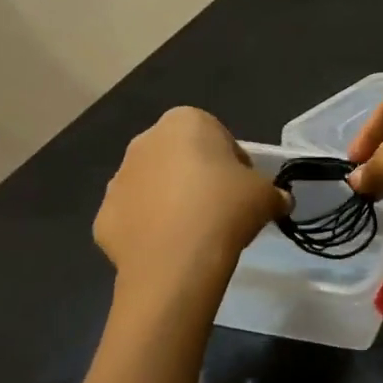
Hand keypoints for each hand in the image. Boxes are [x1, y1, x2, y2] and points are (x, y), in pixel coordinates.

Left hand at [94, 107, 284, 279]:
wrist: (176, 260)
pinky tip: (172, 250)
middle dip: (198, 179)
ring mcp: (118, 179)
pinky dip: (151, 230)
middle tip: (222, 211)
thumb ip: (274, 192)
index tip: (244, 191)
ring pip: (154, 187)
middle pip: (181, 158)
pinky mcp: (103, 216)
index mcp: (185, 122)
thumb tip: (279, 200)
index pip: (218, 137)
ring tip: (196, 234)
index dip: (235, 164)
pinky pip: (136, 218)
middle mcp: (145, 141)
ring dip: (172, 202)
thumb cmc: (225, 209)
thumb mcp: (267, 196)